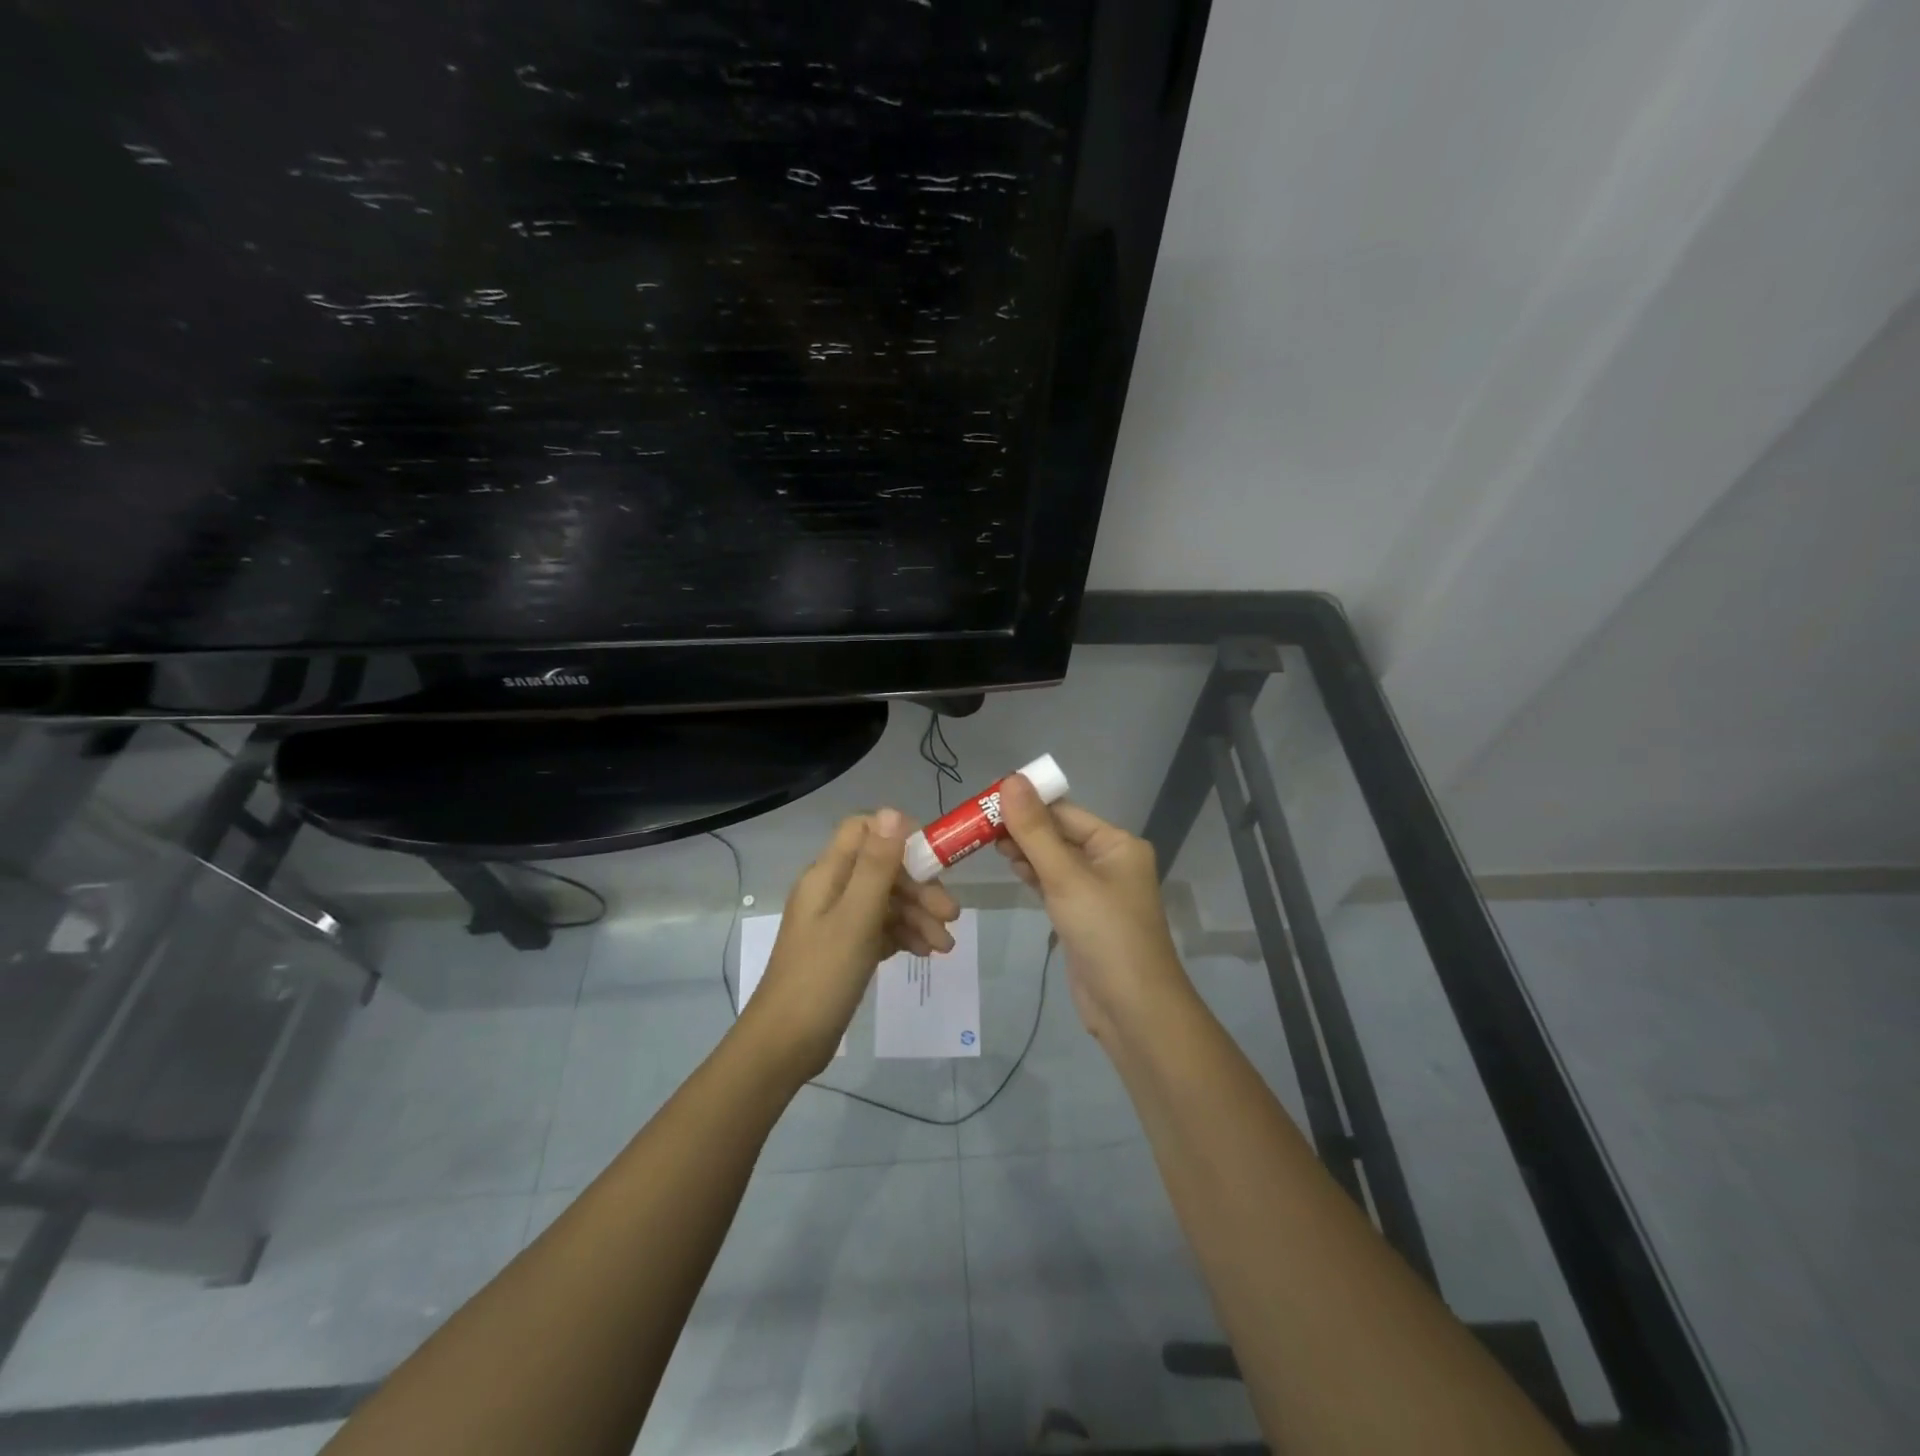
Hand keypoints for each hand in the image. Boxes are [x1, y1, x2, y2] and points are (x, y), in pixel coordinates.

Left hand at [741, 808, 959, 1081]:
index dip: (899, 836)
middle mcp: (831, 890)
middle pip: (883, 869)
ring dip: (918, 916)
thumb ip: (877, 866)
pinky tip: (924, 953)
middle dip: (920, 887)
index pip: (864, 831)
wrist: (785, 1045)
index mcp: (827, 874)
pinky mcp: (845, 949)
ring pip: (886, 902)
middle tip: (951, 915)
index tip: (934, 860)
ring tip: (945, 947)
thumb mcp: (856, 918)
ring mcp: (837, 921)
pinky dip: (904, 935)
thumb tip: (893, 811)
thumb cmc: (821, 977)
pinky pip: (881, 929)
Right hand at [995, 775, 1191, 1046]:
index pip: (1064, 812)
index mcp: (1117, 844)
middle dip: (1022, 828)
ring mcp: (1097, 890)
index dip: (1026, 804)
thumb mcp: (1066, 878)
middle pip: (1059, 833)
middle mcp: (1110, 861)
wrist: (1132, 1008)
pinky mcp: (1083, 915)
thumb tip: (1011, 779)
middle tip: (978, 826)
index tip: (985, 802)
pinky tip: (1011, 868)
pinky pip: (1055, 884)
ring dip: (1025, 851)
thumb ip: (1035, 830)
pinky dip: (1033, 874)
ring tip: (987, 844)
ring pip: (1054, 859)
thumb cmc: (1105, 933)